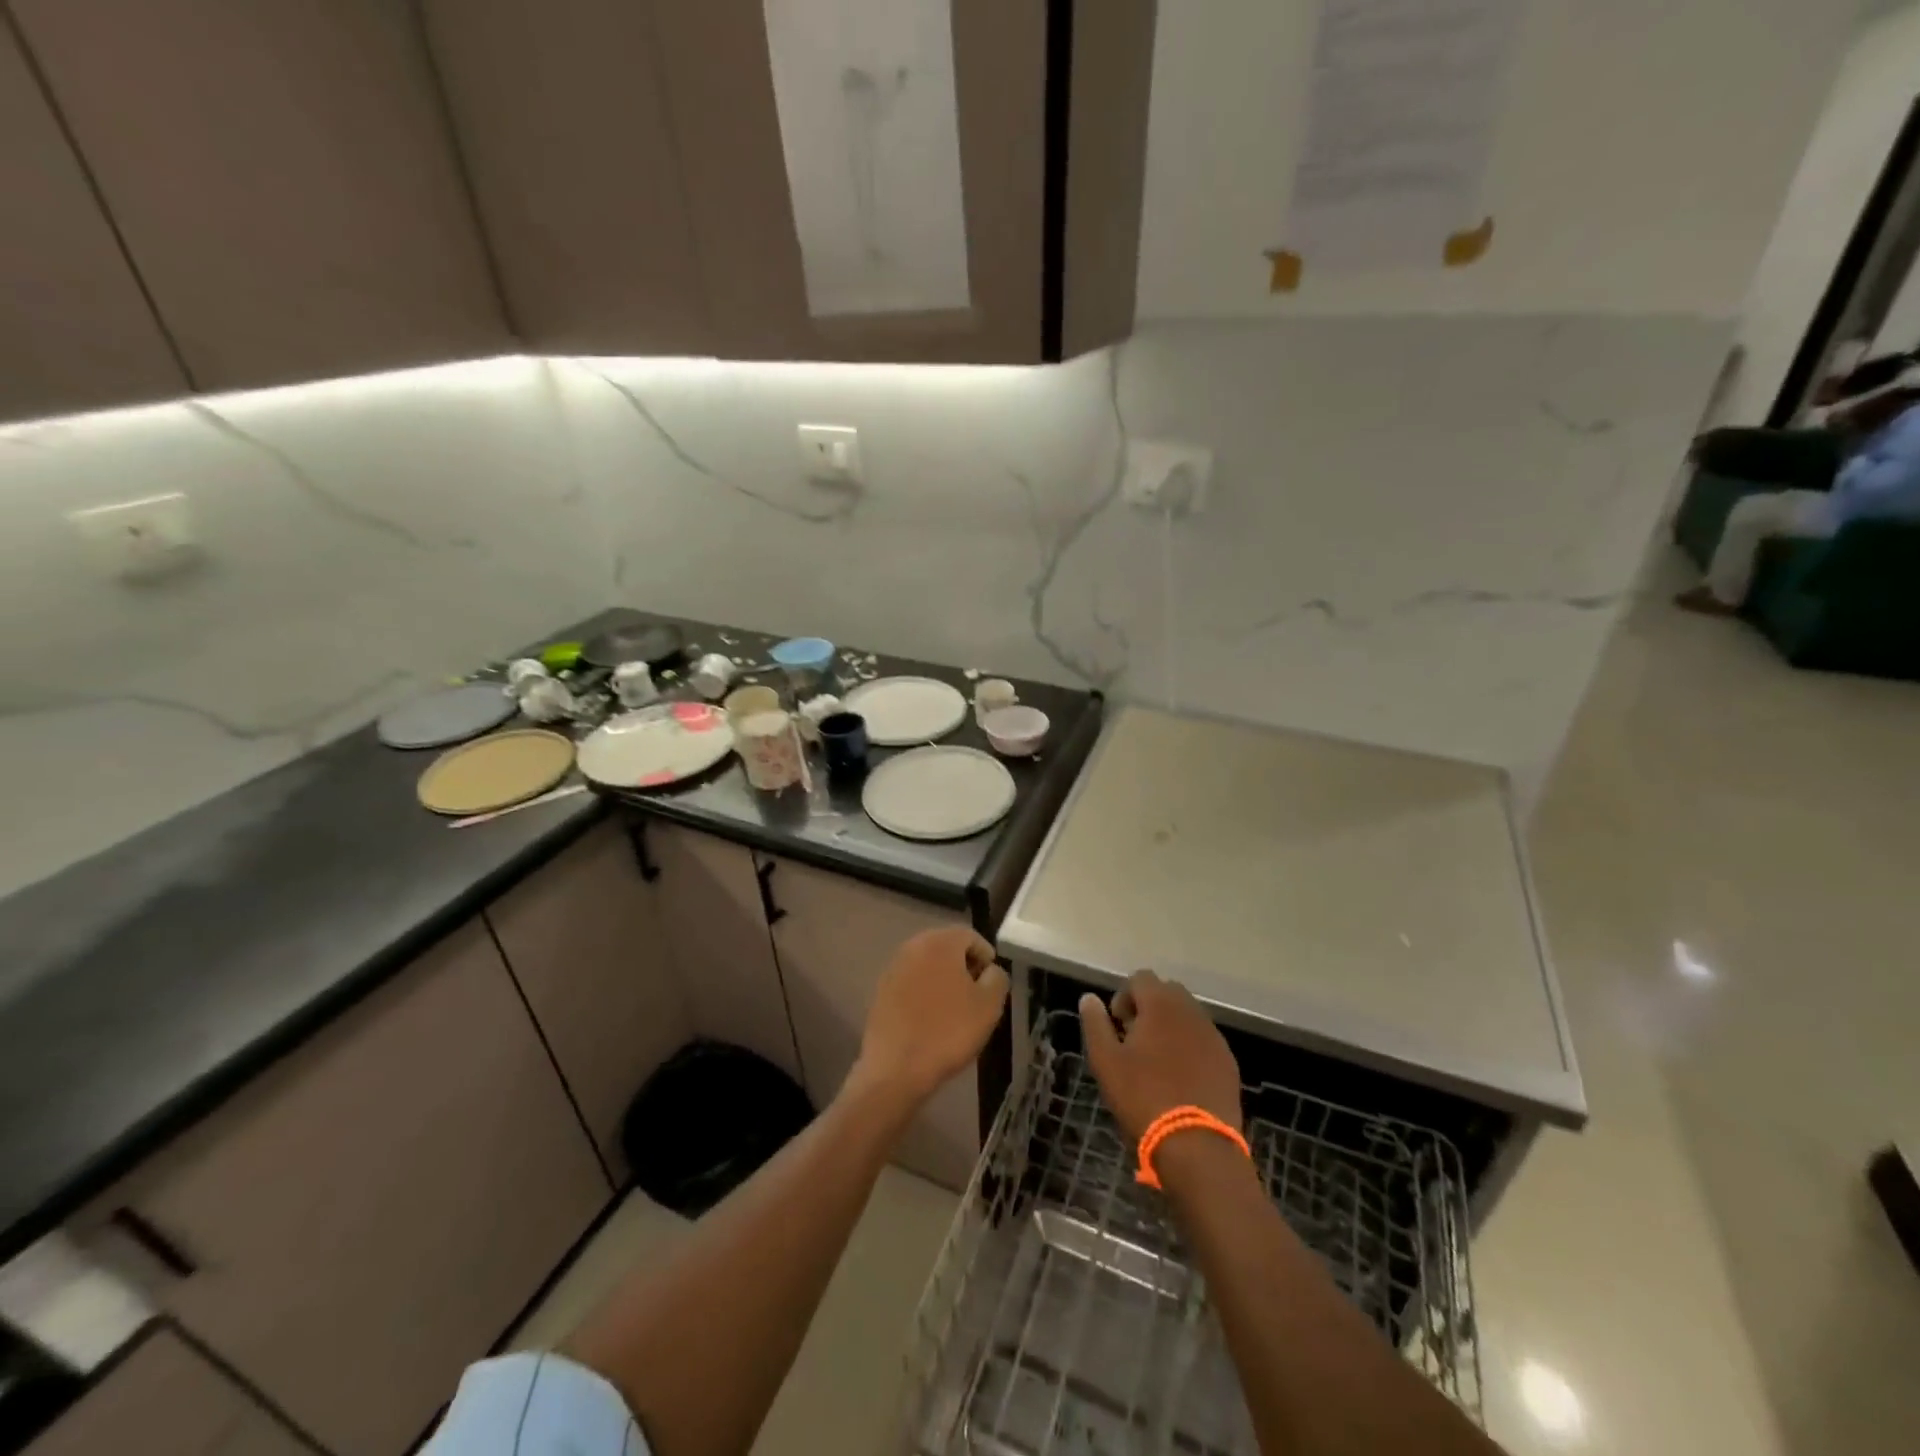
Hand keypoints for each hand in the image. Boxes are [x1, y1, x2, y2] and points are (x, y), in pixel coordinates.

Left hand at [851, 927, 1007, 1109]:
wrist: (896, 1068)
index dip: (985, 956)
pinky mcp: (881, 991)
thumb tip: (990, 970)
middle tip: (977, 994)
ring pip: (927, 965)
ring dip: (943, 979)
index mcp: (940, 942)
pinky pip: (911, 983)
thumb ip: (997, 978)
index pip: (970, 936)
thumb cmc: (949, 1031)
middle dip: (964, 966)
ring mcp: (893, 968)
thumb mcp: (989, 1005)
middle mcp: (913, 946)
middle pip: (946, 947)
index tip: (992, 982)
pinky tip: (932, 1018)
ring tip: (956, 1008)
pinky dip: (924, 993)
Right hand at [1079, 972, 1241, 1142]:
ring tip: (1155, 1062)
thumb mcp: (1106, 1061)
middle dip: (1148, 1008)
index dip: (1124, 996)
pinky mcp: (1228, 1062)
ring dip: (1170, 1027)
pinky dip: (1189, 1048)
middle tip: (1134, 1041)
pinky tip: (1179, 1078)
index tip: (1117, 1026)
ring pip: (1187, 1016)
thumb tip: (1089, 998)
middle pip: (1167, 992)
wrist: (1197, 1146)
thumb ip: (1095, 1023)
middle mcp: (1191, 1011)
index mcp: (1161, 1004)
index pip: (1141, 977)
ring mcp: (1214, 1036)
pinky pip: (1204, 1040)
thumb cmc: (1143, 1097)